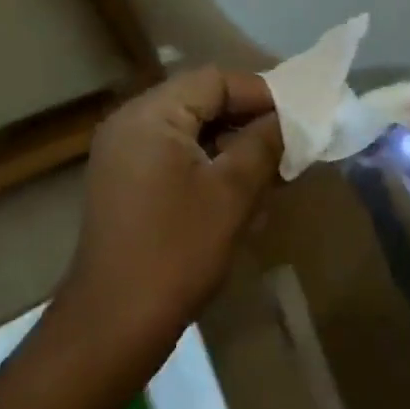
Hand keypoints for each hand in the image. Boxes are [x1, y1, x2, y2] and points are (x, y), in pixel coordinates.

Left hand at [59, 67, 283, 359]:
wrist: (111, 328)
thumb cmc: (175, 253)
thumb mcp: (231, 194)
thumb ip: (262, 145)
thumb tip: (286, 121)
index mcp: (151, 113)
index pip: (214, 80)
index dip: (260, 94)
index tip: (298, 116)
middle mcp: (131, 120)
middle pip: (200, 100)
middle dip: (246, 119)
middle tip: (287, 142)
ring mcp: (122, 152)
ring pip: (188, 128)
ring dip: (229, 143)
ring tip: (270, 168)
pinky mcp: (123, 181)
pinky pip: (172, 153)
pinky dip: (206, 162)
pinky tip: (236, 190)